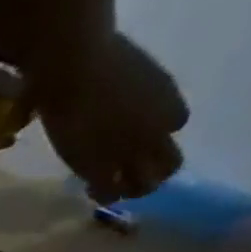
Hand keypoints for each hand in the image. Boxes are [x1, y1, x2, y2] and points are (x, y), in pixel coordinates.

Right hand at [31, 32, 187, 201]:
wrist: (74, 68)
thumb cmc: (98, 57)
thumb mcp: (130, 71)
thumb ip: (131, 92)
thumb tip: (116, 101)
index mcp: (167, 100)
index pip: (176, 123)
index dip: (159, 132)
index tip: (139, 136)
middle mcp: (156, 130)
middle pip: (169, 163)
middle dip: (153, 172)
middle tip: (131, 175)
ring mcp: (129, 150)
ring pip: (145, 185)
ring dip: (130, 190)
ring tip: (112, 188)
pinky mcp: (98, 167)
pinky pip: (109, 192)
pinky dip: (103, 194)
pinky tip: (91, 189)